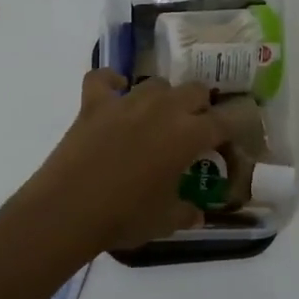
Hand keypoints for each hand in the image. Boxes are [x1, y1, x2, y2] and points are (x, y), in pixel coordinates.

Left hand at [22, 70, 226, 251]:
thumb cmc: (126, 216)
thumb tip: (198, 215)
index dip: (228, 131)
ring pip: (156, 83)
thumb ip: (187, 213)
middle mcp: (163, 109)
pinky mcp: (94, 103)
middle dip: (199, 107)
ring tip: (156, 117)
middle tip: (192, 130)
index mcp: (189, 134)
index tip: (226, 142)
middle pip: (194, 90)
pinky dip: (110, 82)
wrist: (69, 209)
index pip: (223, 122)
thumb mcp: (166, 221)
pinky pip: (103, 78)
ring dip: (162, 97)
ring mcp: (127, 101)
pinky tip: (114, 91)